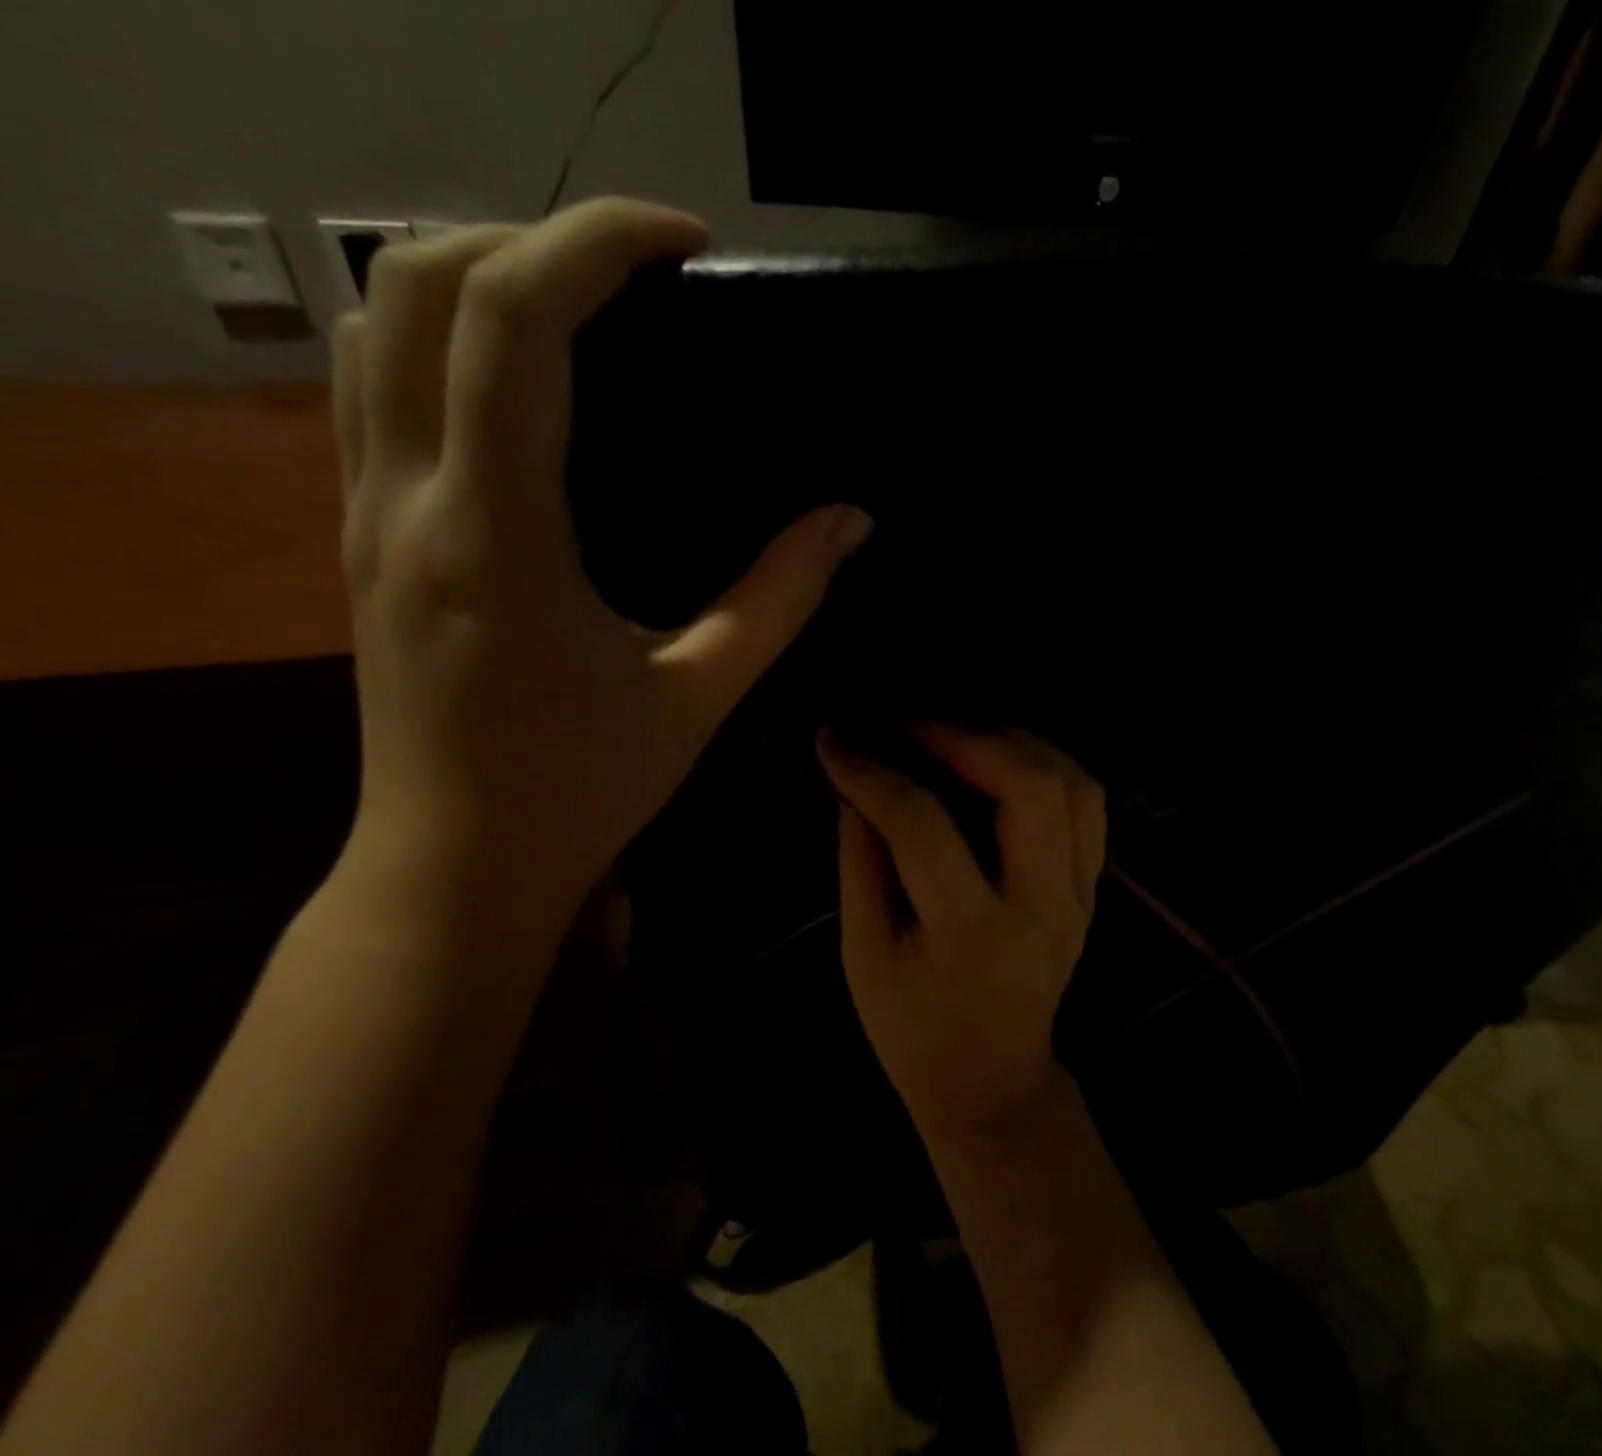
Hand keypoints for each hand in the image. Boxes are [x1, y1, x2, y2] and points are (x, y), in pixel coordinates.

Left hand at [330, 198, 870, 924]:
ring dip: (476, 274)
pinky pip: (371, 382)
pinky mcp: (361, 531)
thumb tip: (851, 521)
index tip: (684, 244)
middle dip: (533, 236)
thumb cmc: (582, 790)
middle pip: (419, 283)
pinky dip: (440, 335)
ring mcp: (365, 510)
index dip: (595, 245)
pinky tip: (520, 377)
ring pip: (373, 320)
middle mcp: (407, 500)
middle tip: (641, 274)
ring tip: (584, 303)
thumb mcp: (699, 696)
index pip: (511, 325)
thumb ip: (780, 598)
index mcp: (498, 539)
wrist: (455, 861)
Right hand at [818, 725, 1105, 1141]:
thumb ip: (861, 863)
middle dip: (964, 736)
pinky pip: (1088, 803)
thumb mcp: (864, 957)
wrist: (994, 1081)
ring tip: (955, 733)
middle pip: (1029, 786)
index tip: (836, 737)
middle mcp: (1042, 905)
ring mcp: (1080, 895)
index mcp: (971, 933)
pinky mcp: (1092, 888)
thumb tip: (858, 784)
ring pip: (1073, 784)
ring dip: (1012, 741)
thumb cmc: (915, 1032)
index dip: (873, 772)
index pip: (924, 826)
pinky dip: (1047, 764)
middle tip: (907, 723)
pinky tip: (1001, 759)